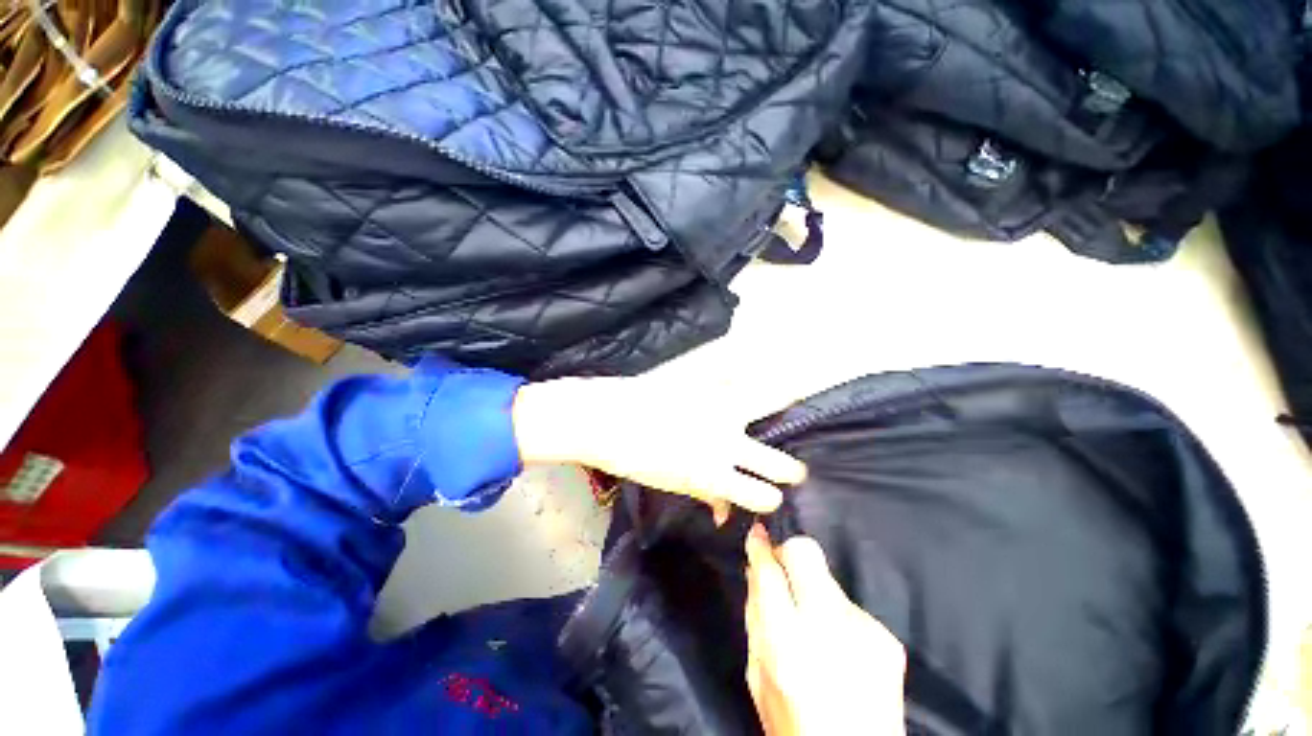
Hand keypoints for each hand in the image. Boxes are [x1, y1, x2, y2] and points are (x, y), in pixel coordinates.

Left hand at [512, 376, 805, 515]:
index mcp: (713, 474)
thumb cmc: (634, 457)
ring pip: (768, 406)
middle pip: (777, 462)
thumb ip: (704, 494)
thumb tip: (725, 513)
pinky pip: (733, 369)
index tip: (771, 498)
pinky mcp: (705, 380)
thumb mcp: (671, 483)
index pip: (761, 496)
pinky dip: (744, 369)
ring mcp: (718, 406)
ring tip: (795, 403)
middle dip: (790, 471)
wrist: (606, 418)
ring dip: (785, 407)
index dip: (769, 501)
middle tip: (795, 471)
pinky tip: (754, 366)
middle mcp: (725, 441)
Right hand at [744, 525, 906, 734]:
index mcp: (788, 642)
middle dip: (789, 551)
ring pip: (828, 578)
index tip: (756, 532)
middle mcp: (830, 625)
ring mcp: (865, 628)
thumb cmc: (794, 723)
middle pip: (805, 552)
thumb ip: (755, 618)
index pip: (769, 572)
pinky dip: (837, 615)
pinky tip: (839, 646)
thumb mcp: (758, 675)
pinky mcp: (888, 637)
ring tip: (813, 625)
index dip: (760, 546)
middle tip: (782, 569)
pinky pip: (849, 606)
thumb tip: (755, 571)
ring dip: (813, 590)